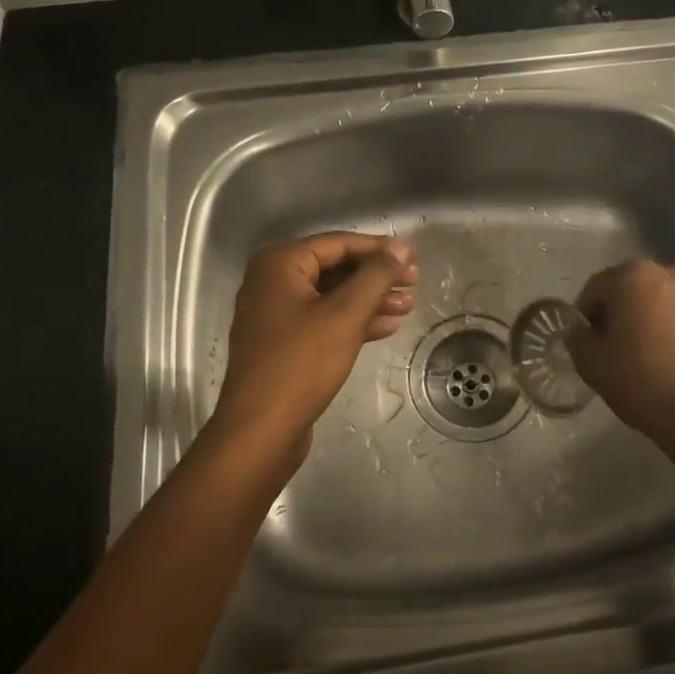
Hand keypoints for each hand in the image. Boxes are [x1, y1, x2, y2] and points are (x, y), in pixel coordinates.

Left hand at [210, 233, 416, 459]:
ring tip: (408, 306)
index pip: (338, 243)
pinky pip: (323, 320)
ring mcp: (275, 314)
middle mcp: (272, 282)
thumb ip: (376, 275)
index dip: (379, 249)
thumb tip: (402, 246)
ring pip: (331, 296)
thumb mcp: (346, 314)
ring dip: (369, 299)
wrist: (260, 430)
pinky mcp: (283, 343)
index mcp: (280, 264)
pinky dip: (353, 321)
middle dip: (376, 276)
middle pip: (335, 268)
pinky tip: (386, 327)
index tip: (413, 259)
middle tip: (414, 283)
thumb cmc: (302, 363)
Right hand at [567, 260, 674, 451]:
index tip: (582, 343)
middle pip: (625, 291)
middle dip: (612, 315)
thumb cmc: (642, 380)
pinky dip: (662, 330)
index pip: (594, 289)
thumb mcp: (592, 363)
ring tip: (633, 356)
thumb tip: (579, 331)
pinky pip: (674, 317)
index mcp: (633, 275)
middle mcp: (666, 273)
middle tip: (605, 349)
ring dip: (638, 321)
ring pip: (651, 303)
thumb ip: (577, 339)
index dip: (582, 316)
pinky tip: (658, 360)